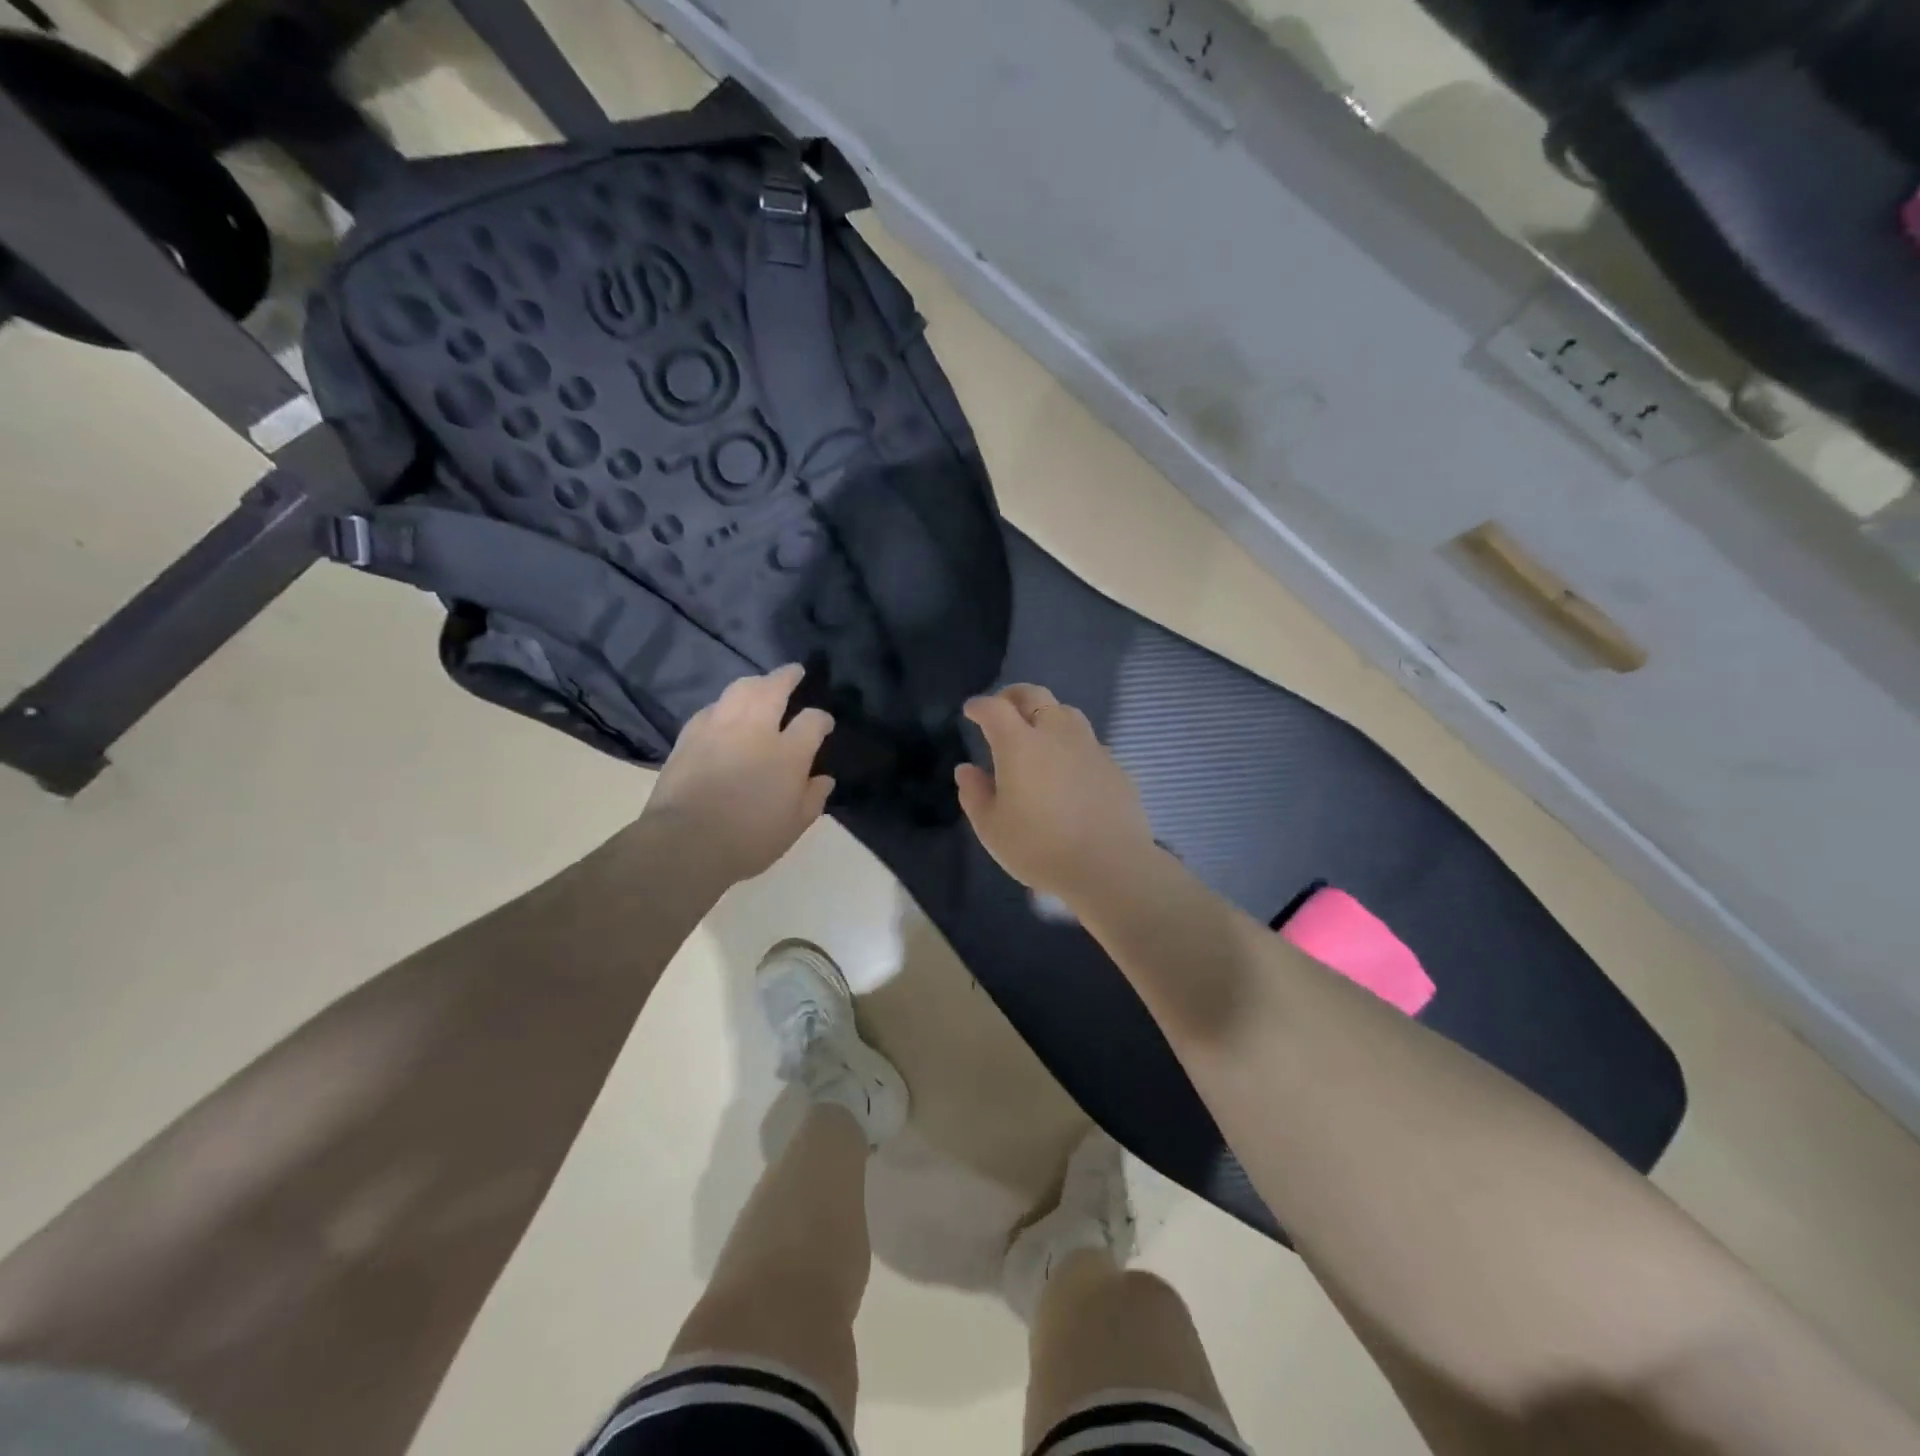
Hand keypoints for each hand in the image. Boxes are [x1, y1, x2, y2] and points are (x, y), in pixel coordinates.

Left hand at [641, 664, 835, 883]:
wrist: (686, 842)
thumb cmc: (749, 839)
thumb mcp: (794, 826)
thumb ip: (812, 798)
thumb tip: (824, 779)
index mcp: (788, 753)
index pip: (812, 721)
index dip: (822, 719)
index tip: (825, 724)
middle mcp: (756, 730)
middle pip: (773, 689)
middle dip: (787, 676)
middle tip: (794, 671)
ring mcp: (719, 729)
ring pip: (739, 690)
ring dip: (754, 682)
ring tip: (760, 684)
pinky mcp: (689, 736)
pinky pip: (711, 709)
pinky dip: (723, 705)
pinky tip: (723, 710)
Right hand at [954, 684, 1156, 901]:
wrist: (1109, 866)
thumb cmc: (1040, 847)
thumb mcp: (992, 828)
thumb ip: (974, 794)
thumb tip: (967, 769)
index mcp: (1019, 744)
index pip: (995, 709)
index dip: (980, 706)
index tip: (971, 711)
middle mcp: (1056, 734)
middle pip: (1035, 696)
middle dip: (1014, 696)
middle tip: (1003, 708)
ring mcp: (1090, 747)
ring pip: (1067, 712)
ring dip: (1047, 714)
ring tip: (1038, 732)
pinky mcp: (1114, 765)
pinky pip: (1088, 741)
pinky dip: (1072, 743)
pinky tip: (1069, 767)